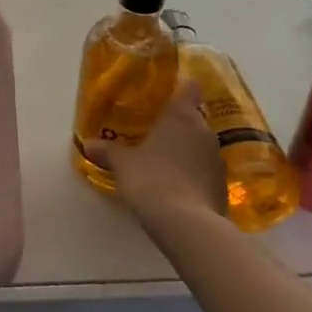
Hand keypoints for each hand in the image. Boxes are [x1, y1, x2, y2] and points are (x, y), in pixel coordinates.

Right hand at [106, 83, 226, 234]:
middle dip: (177, 123)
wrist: (187, 224)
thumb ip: (107, 151)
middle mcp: (204, 131)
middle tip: (155, 131)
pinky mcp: (223, 186)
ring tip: (164, 160)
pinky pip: (205, 170)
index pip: (189, 87)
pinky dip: (193, 173)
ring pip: (200, 144)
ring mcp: (217, 159)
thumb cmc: (151, 179)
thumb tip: (89, 144)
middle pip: (194, 117)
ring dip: (186, 149)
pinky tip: (176, 185)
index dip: (179, 88)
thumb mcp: (123, 164)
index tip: (164, 94)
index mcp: (182, 115)